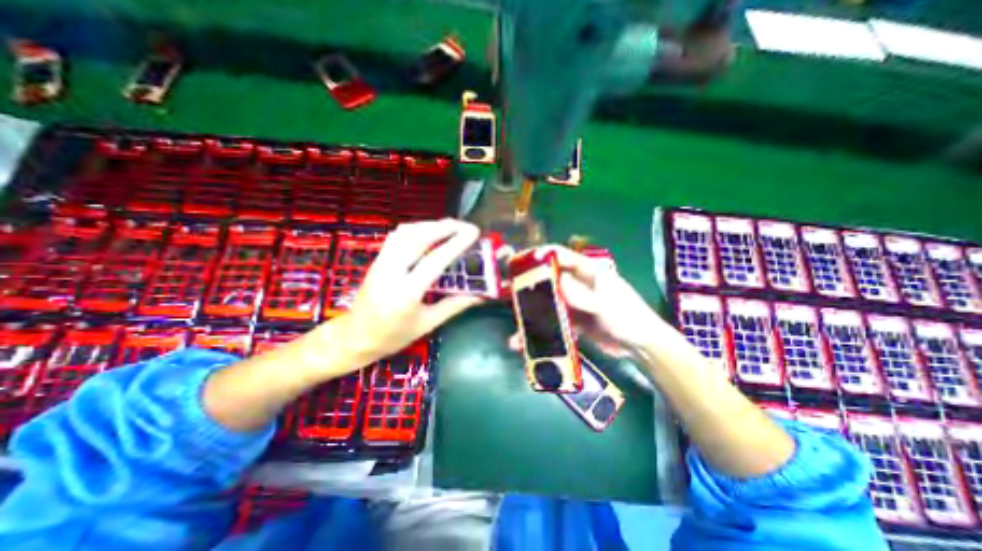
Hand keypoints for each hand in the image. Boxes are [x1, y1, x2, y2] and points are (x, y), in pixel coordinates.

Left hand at [329, 218, 481, 364]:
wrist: (354, 337)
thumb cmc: (392, 336)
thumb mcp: (427, 324)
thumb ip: (454, 306)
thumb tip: (480, 295)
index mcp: (406, 293)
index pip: (434, 260)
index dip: (456, 243)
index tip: (473, 232)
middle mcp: (391, 272)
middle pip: (418, 238)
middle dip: (444, 227)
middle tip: (465, 226)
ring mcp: (381, 263)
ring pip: (405, 232)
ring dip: (430, 225)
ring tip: (450, 226)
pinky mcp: (377, 260)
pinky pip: (397, 236)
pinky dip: (416, 228)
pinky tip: (428, 231)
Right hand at [506, 245, 666, 357]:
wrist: (641, 346)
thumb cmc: (628, 315)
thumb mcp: (606, 303)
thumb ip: (582, 294)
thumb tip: (556, 283)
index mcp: (587, 271)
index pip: (560, 255)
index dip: (540, 255)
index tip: (519, 261)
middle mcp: (578, 284)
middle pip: (549, 280)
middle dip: (529, 287)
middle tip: (508, 293)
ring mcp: (575, 303)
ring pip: (549, 304)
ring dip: (533, 316)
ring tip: (516, 330)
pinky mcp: (574, 321)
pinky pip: (554, 323)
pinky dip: (543, 332)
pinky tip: (529, 343)